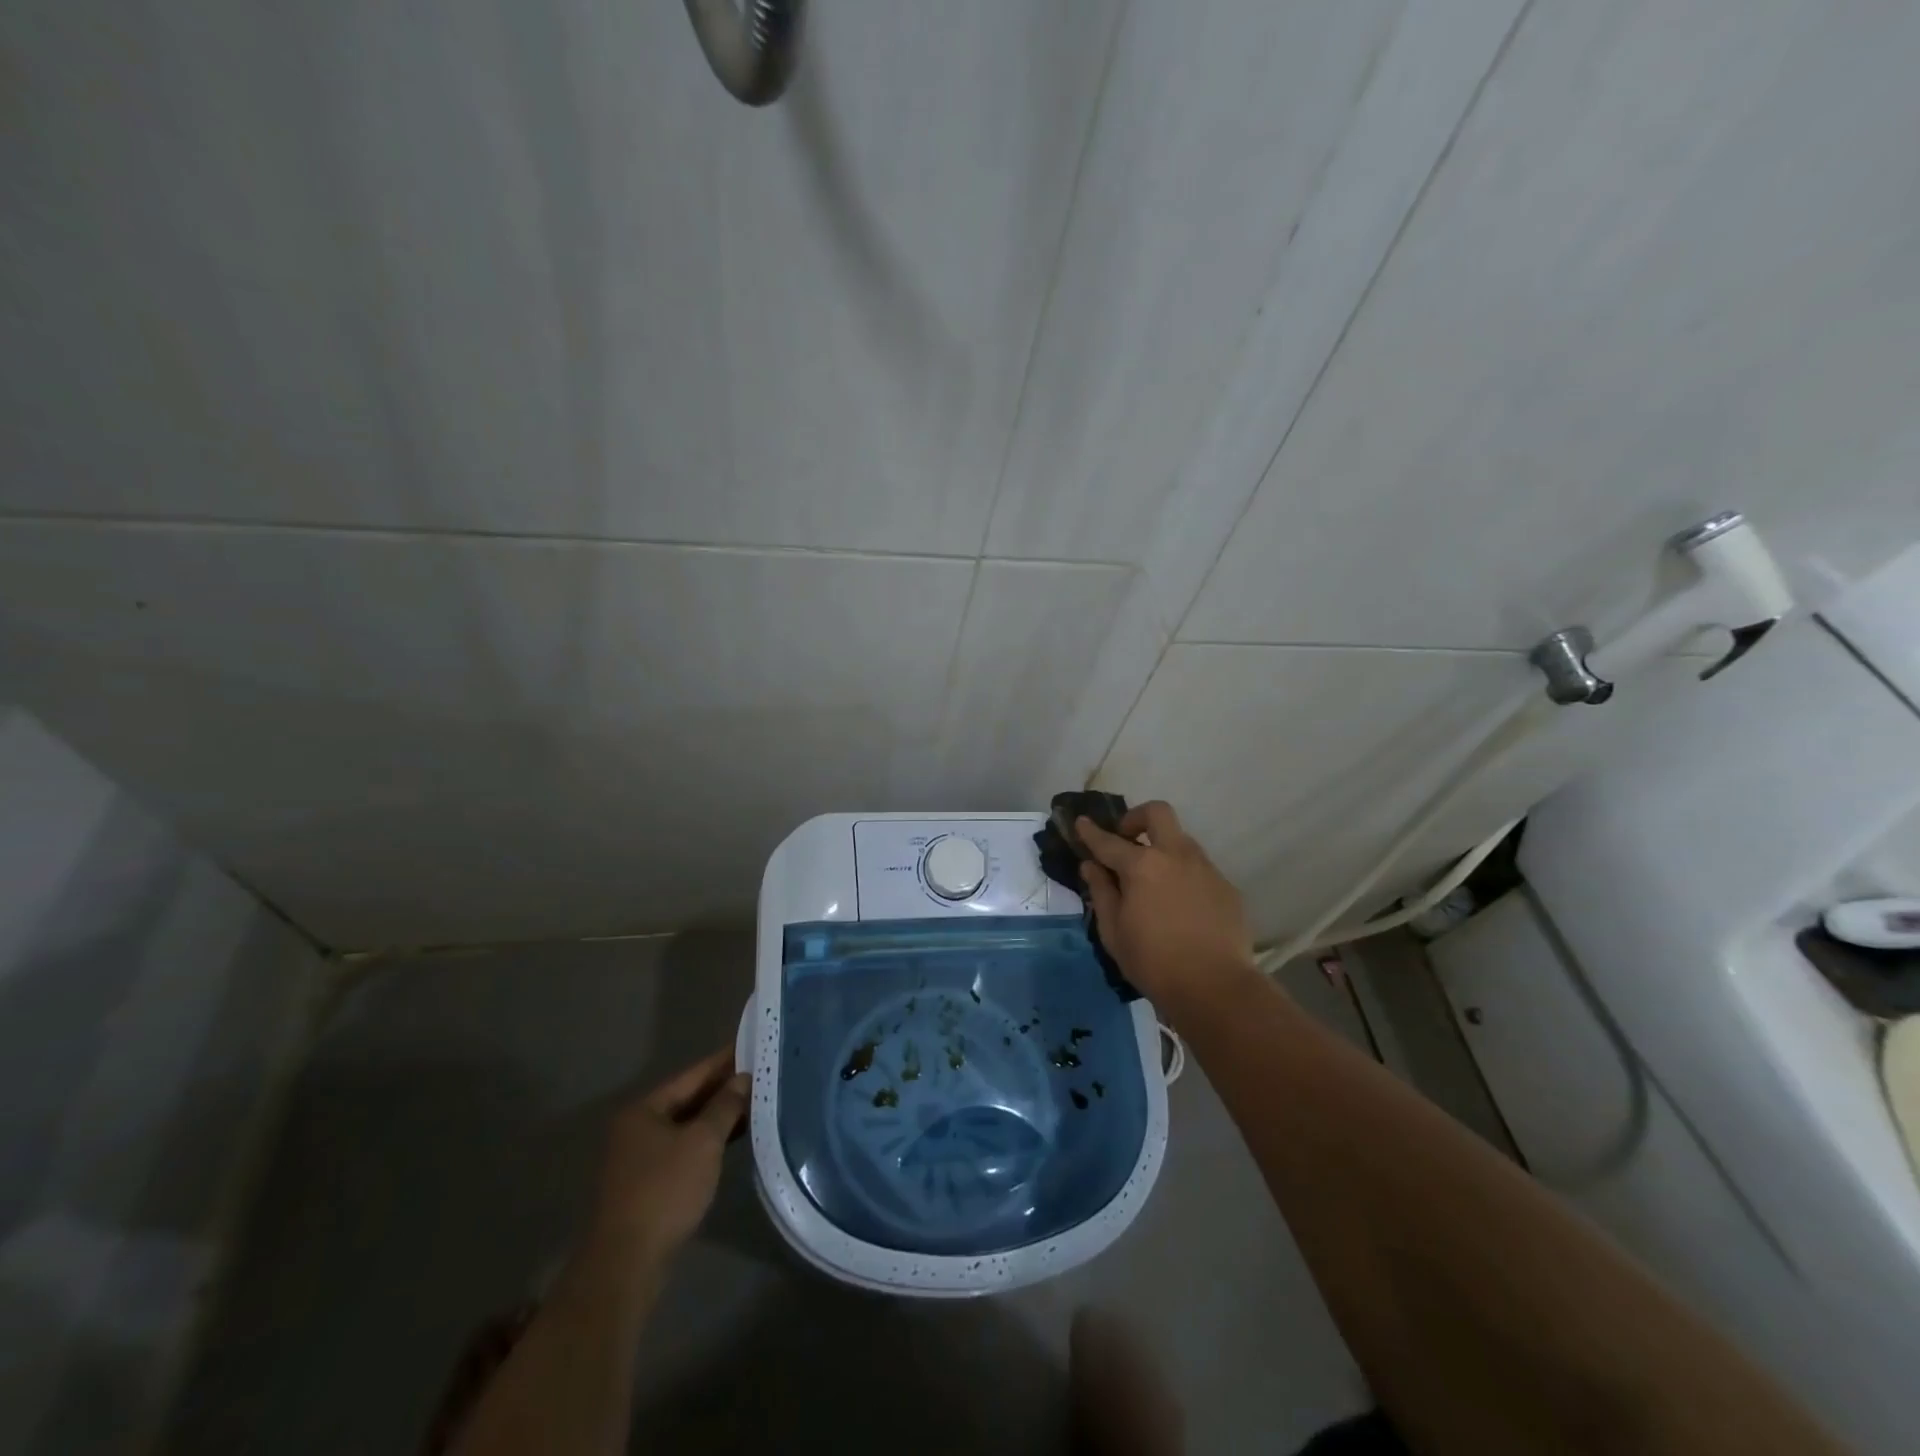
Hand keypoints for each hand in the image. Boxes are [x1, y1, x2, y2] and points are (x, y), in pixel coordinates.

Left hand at [588, 1047, 749, 1267]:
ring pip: (685, 1126)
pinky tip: (732, 1139)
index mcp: (643, 1110)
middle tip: (759, 1073)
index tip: (750, 1045)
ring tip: (754, 1102)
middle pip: (687, 1099)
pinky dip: (706, 1141)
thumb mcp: (703, 1142)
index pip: (691, 1075)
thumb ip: (725, 1106)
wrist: (626, 1263)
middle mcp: (636, 1128)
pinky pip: (683, 1149)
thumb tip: (742, 1078)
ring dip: (716, 1116)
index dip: (723, 1061)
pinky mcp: (647, 1185)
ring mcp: (638, 1158)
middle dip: (722, 1089)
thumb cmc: (665, 1190)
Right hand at [1076, 801, 1259, 1020]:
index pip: (1108, 841)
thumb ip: (1102, 892)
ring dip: (1162, 848)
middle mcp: (1176, 856)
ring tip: (1153, 880)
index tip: (1081, 822)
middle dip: (1136, 817)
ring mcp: (1205, 869)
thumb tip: (1091, 867)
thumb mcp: (1113, 931)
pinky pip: (1199, 869)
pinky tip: (1180, 905)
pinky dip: (1183, 876)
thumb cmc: (1153, 962)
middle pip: (1157, 813)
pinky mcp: (1226, 887)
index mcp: (1142, 866)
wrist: (1216, 987)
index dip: (1090, 831)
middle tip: (1126, 840)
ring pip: (1181, 840)